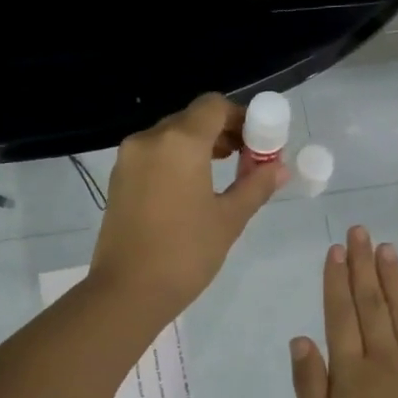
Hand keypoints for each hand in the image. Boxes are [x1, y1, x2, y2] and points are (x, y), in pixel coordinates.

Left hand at [88, 93, 289, 321]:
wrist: (128, 291)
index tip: (258, 143)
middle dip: (221, 132)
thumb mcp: (229, 220)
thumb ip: (255, 186)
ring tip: (222, 175)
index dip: (241, 117)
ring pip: (170, 137)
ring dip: (198, 146)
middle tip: (246, 159)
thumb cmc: (185, 254)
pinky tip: (191, 189)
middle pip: (191, 119)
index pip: (214, 106)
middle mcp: (150, 139)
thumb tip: (280, 168)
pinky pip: (153, 156)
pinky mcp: (118, 180)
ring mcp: (128, 159)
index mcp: (179, 142)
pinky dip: (175, 161)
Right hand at [290, 227, 397, 397]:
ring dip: (394, 280)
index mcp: (351, 372)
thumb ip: (309, 386)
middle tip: (361, 232)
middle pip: (372, 305)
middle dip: (364, 266)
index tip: (336, 250)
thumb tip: (301, 339)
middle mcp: (385, 359)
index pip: (340, 316)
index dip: (336, 281)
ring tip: (388, 249)